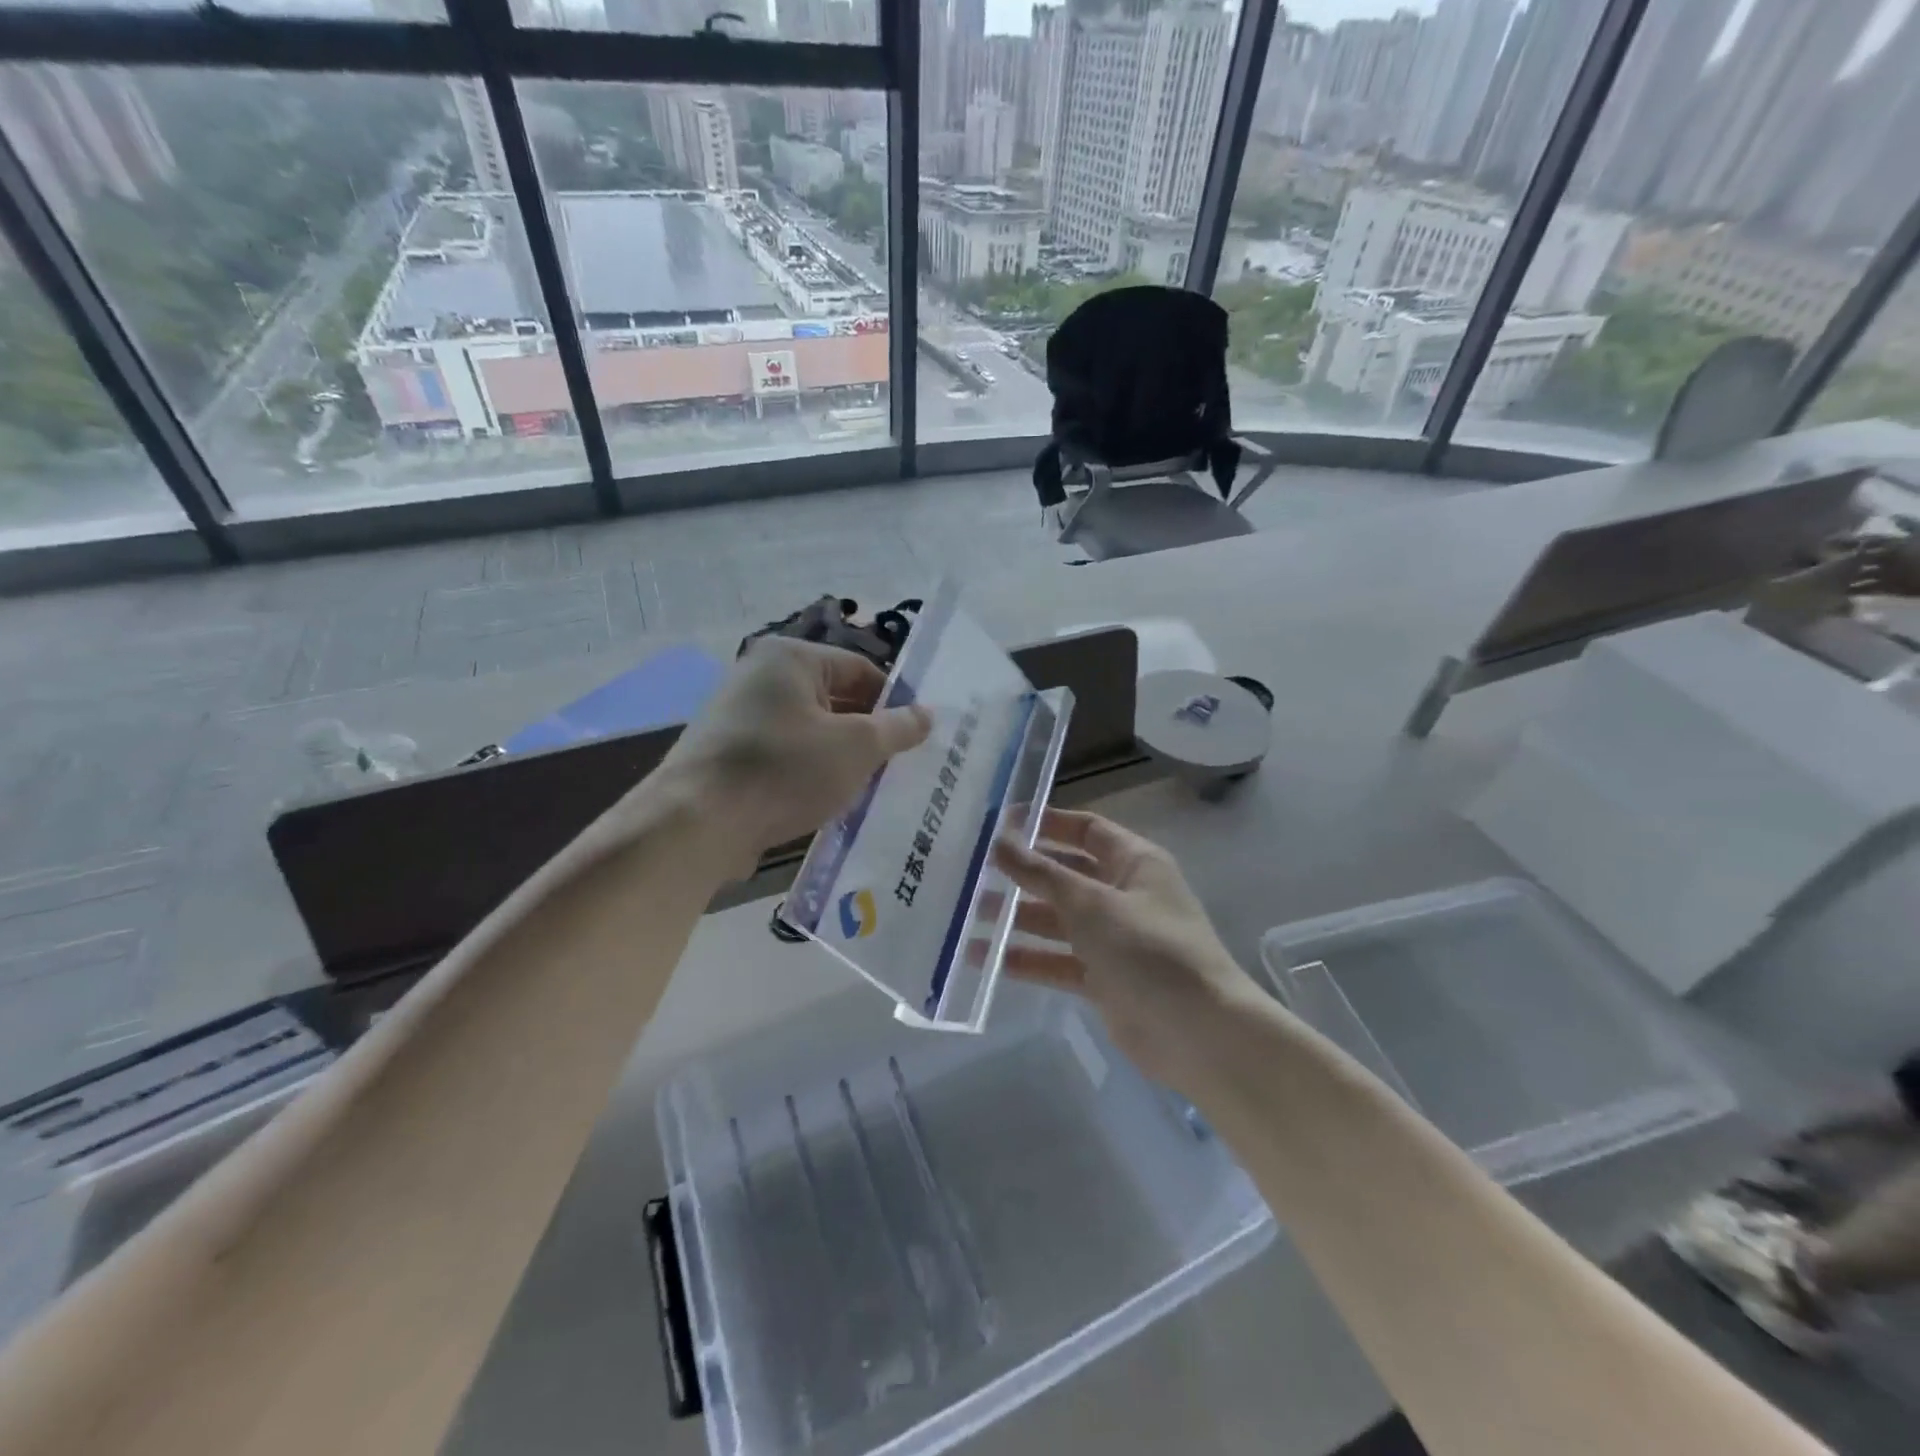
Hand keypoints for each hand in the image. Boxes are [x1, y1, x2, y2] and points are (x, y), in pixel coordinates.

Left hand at [653, 639, 930, 872]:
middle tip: (898, 765)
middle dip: (868, 732)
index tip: (916, 735)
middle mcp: (760, 676)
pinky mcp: (727, 754)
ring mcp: (738, 715)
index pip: (859, 668)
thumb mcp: (856, 747)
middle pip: (834, 699)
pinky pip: (784, 755)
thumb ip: (897, 728)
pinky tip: (827, 802)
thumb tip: (927, 714)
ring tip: (869, 788)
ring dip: (840, 757)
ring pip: (809, 731)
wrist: (697, 822)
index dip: (894, 700)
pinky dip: (809, 773)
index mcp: (790, 658)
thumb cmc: (784, 770)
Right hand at [993, 810, 1261, 1088]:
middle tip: (972, 872)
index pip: (1086, 829)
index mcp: (1134, 863)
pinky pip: (1058, 961)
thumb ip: (1042, 873)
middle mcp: (1124, 895)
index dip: (1046, 823)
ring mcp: (1114, 939)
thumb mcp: (1091, 903)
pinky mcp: (1104, 979)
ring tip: (967, 915)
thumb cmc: (1149, 950)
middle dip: (1023, 874)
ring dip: (1017, 917)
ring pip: (1058, 920)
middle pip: (1066, 875)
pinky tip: (984, 959)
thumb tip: (1000, 841)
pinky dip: (1027, 959)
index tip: (1000, 824)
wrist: (1199, 1034)